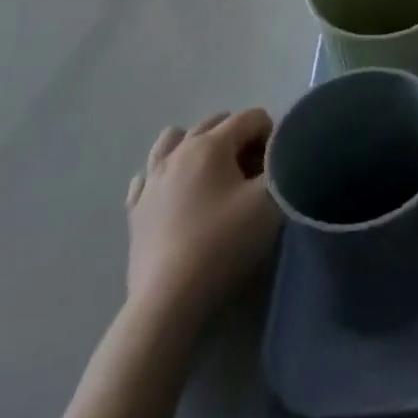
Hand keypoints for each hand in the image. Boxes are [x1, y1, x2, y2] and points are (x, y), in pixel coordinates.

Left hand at [125, 108, 280, 320]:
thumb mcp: (270, 201)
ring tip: (214, 175)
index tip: (275, 168)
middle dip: (240, 138)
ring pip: (174, 139)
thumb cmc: (223, 243)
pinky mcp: (135, 210)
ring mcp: (151, 180)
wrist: (169, 300)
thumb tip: (279, 153)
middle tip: (252, 173)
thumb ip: (281, 165)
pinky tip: (177, 194)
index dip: (271, 135)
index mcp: (211, 144)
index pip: (252, 117)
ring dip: (198, 146)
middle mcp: (178, 151)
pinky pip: (148, 175)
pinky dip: (165, 175)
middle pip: (216, 123)